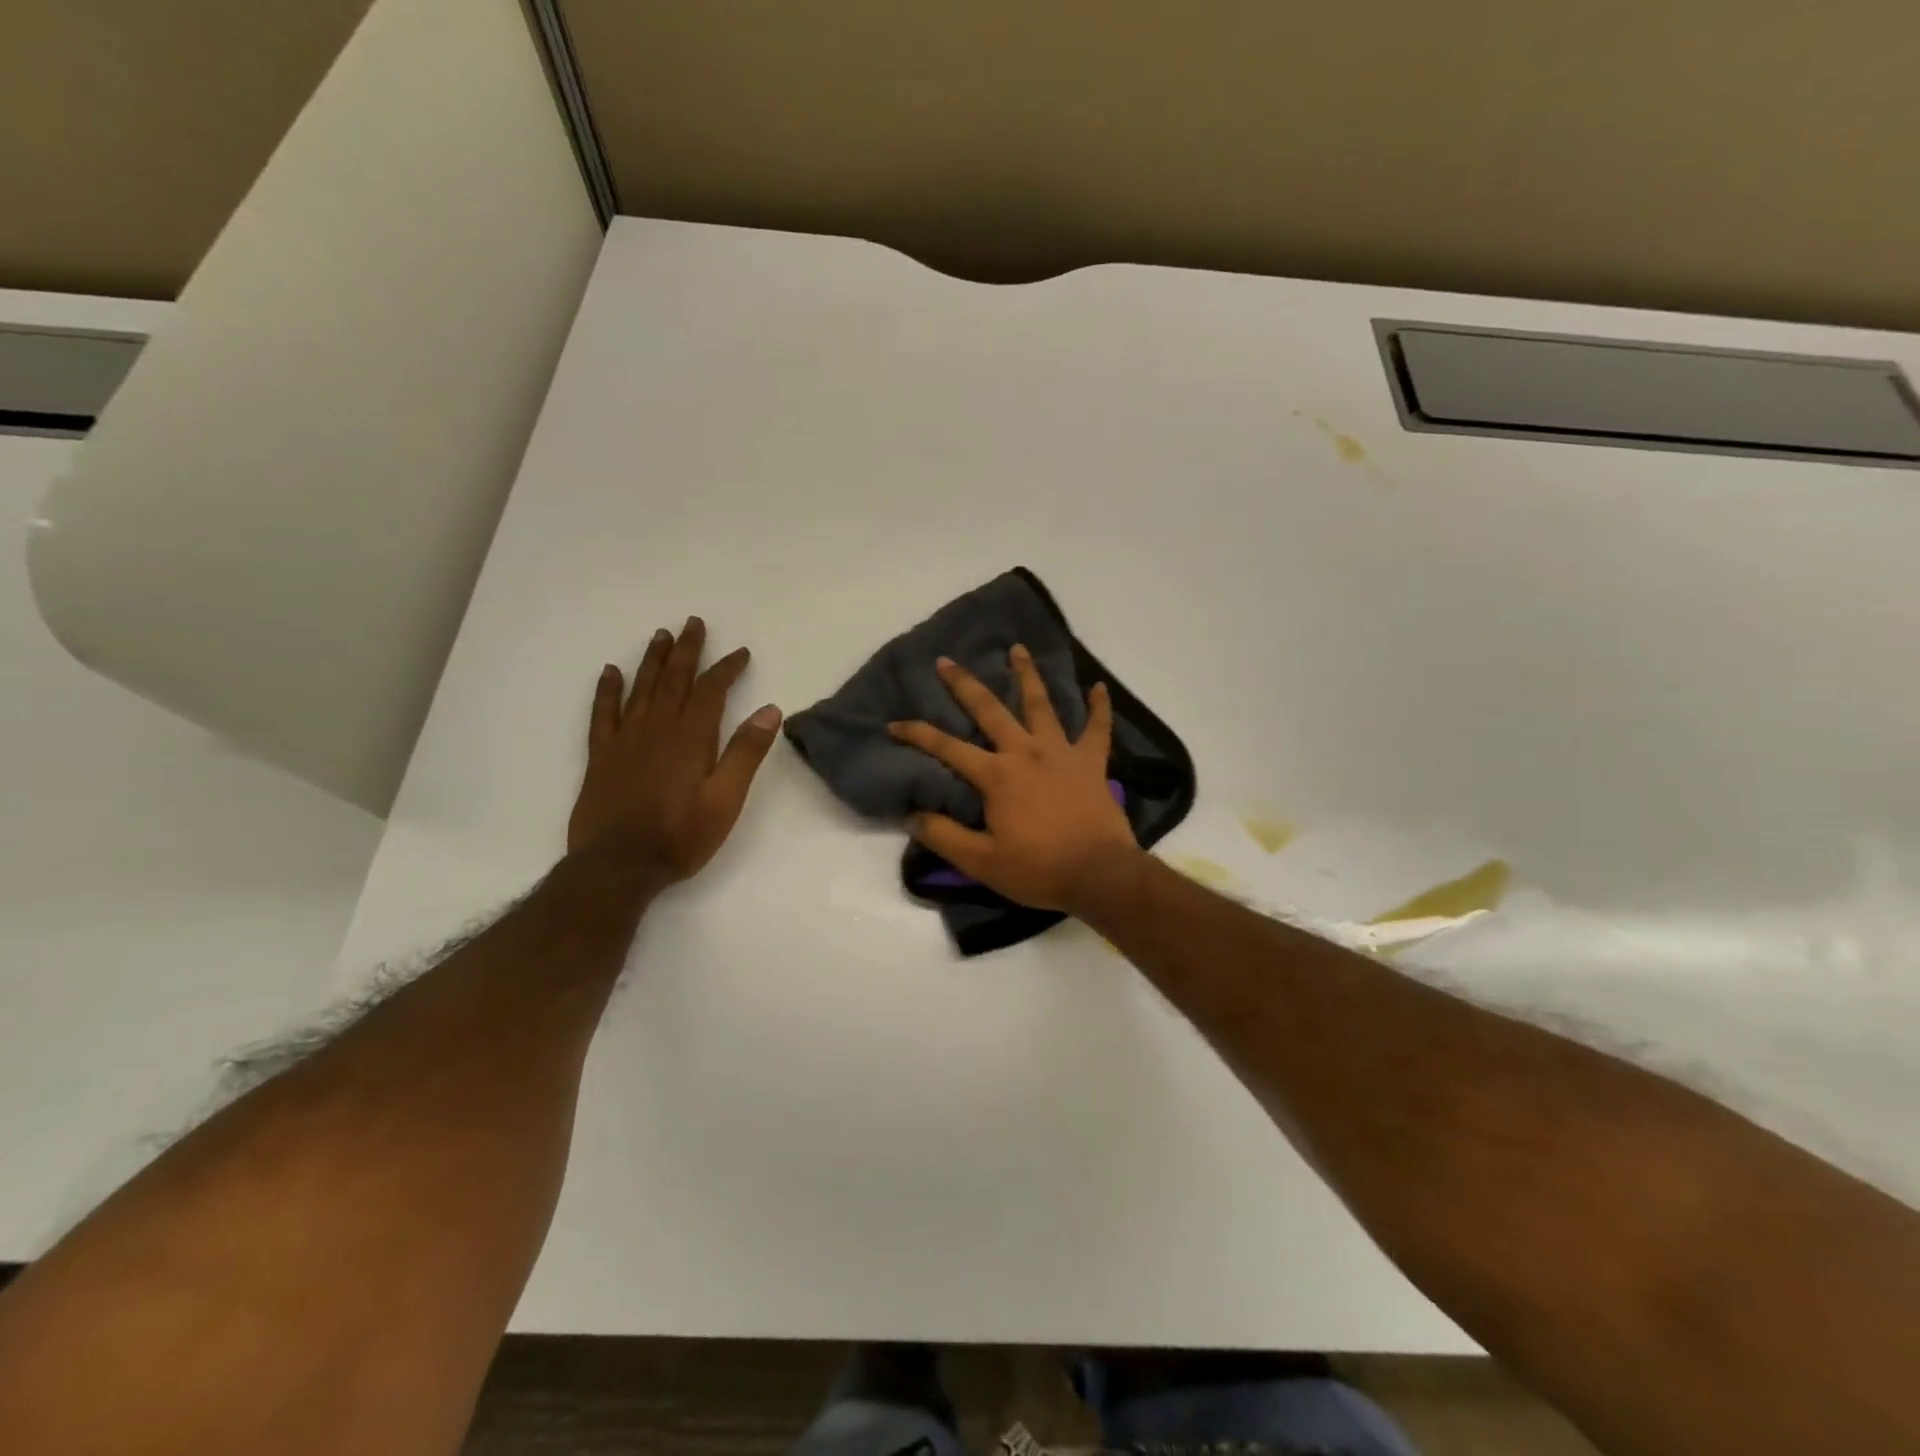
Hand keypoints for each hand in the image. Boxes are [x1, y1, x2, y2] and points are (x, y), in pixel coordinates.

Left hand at [567, 617, 782, 886]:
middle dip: (687, 650)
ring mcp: (625, 740)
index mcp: (690, 738)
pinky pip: (603, 713)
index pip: (711, 691)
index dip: (726, 668)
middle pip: (674, 679)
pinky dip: (607, 690)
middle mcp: (656, 729)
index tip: (740, 652)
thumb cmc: (680, 836)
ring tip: (661, 636)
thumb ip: (746, 754)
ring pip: (641, 688)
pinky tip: (610, 672)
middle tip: (694, 623)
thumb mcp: (726, 800)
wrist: (618, 865)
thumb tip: (770, 710)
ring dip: (653, 660)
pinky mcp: (601, 756)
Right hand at [888, 646, 1140, 913]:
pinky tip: (1099, 687)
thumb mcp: (982, 862)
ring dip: (1028, 675)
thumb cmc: (1039, 869)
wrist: (1099, 874)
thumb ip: (944, 836)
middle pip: (991, 710)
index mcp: (997, 775)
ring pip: (1042, 705)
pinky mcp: (1092, 763)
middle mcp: (1026, 752)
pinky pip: (1098, 729)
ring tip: (1018, 649)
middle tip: (947, 661)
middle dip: (965, 684)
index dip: (918, 734)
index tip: (894, 724)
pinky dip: (1099, 707)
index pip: (947, 748)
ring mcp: (1062, 753)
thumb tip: (912, 815)